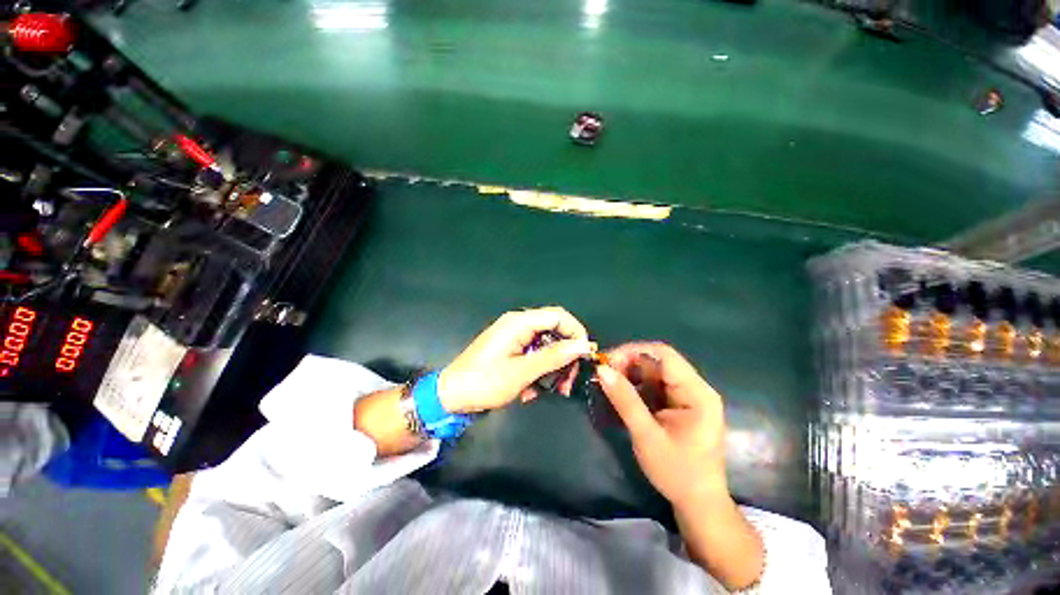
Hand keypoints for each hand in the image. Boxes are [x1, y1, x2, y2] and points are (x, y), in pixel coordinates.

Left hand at [438, 307, 593, 413]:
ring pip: (546, 347)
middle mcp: (518, 324)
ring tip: (551, 392)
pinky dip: (538, 372)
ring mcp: (514, 337)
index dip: (576, 333)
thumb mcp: (522, 372)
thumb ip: (554, 357)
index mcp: (520, 322)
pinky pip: (534, 355)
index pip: (559, 316)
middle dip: (565, 357)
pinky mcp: (511, 349)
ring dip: (552, 369)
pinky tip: (531, 391)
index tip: (585, 356)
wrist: (451, 396)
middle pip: (555, 332)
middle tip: (567, 384)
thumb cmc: (484, 382)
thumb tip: (583, 345)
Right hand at [596, 342, 727, 506]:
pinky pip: (655, 385)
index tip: (607, 362)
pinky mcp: (680, 403)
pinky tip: (621, 394)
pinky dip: (636, 386)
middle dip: (628, 363)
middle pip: (658, 361)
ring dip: (629, 374)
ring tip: (608, 383)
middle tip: (603, 375)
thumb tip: (602, 369)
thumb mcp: (647, 436)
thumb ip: (625, 400)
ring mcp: (688, 395)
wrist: (699, 504)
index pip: (664, 354)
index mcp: (697, 393)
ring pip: (654, 371)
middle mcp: (695, 387)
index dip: (633, 351)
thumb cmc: (677, 473)